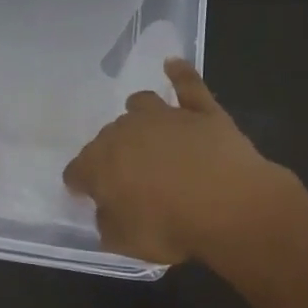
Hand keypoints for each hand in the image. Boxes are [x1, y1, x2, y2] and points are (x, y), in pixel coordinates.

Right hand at [63, 59, 307, 267]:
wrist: (229, 204)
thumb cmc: (171, 227)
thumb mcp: (127, 243)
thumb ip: (108, 224)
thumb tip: (106, 211)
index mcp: (100, 164)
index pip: (77, 170)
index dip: (81, 183)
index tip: (88, 194)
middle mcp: (125, 131)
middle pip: (108, 137)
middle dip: (113, 153)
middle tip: (129, 177)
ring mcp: (164, 116)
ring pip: (141, 104)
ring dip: (139, 116)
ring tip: (147, 131)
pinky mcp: (201, 110)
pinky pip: (187, 83)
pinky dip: (179, 74)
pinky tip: (173, 64)